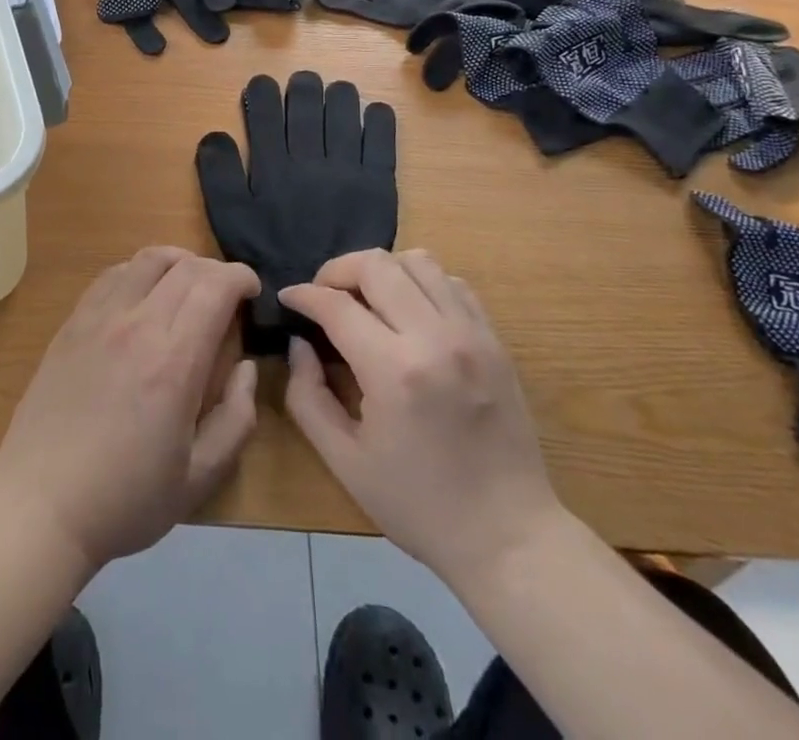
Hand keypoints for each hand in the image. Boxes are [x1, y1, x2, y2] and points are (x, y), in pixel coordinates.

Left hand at [0, 247, 260, 571]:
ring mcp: (99, 318)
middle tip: (228, 294)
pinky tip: (144, 294)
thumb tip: (246, 367)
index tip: (253, 292)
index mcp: (174, 362)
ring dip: (179, 261)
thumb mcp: (199, 478)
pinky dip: (140, 270)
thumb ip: (236, 419)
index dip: (241, 277)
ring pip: (148, 259)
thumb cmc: (125, 499)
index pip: (215, 287)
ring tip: (190, 283)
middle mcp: (137, 325)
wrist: (40, 504)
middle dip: (217, 270)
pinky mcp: (73, 322)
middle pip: (186, 267)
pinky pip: (113, 274)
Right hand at [280, 250, 563, 584]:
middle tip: (323, 295)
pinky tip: (408, 311)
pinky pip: (452, 282)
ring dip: (382, 270)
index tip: (288, 298)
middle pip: (376, 265)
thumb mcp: (345, 461)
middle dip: (337, 270)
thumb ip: (307, 395)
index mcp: (394, 371)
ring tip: (366, 298)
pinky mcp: (495, 339)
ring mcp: (471, 334)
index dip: (303, 294)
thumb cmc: (419, 505)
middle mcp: (434, 338)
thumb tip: (299, 342)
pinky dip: (421, 282)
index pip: (336, 304)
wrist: (509, 537)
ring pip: (417, 260)